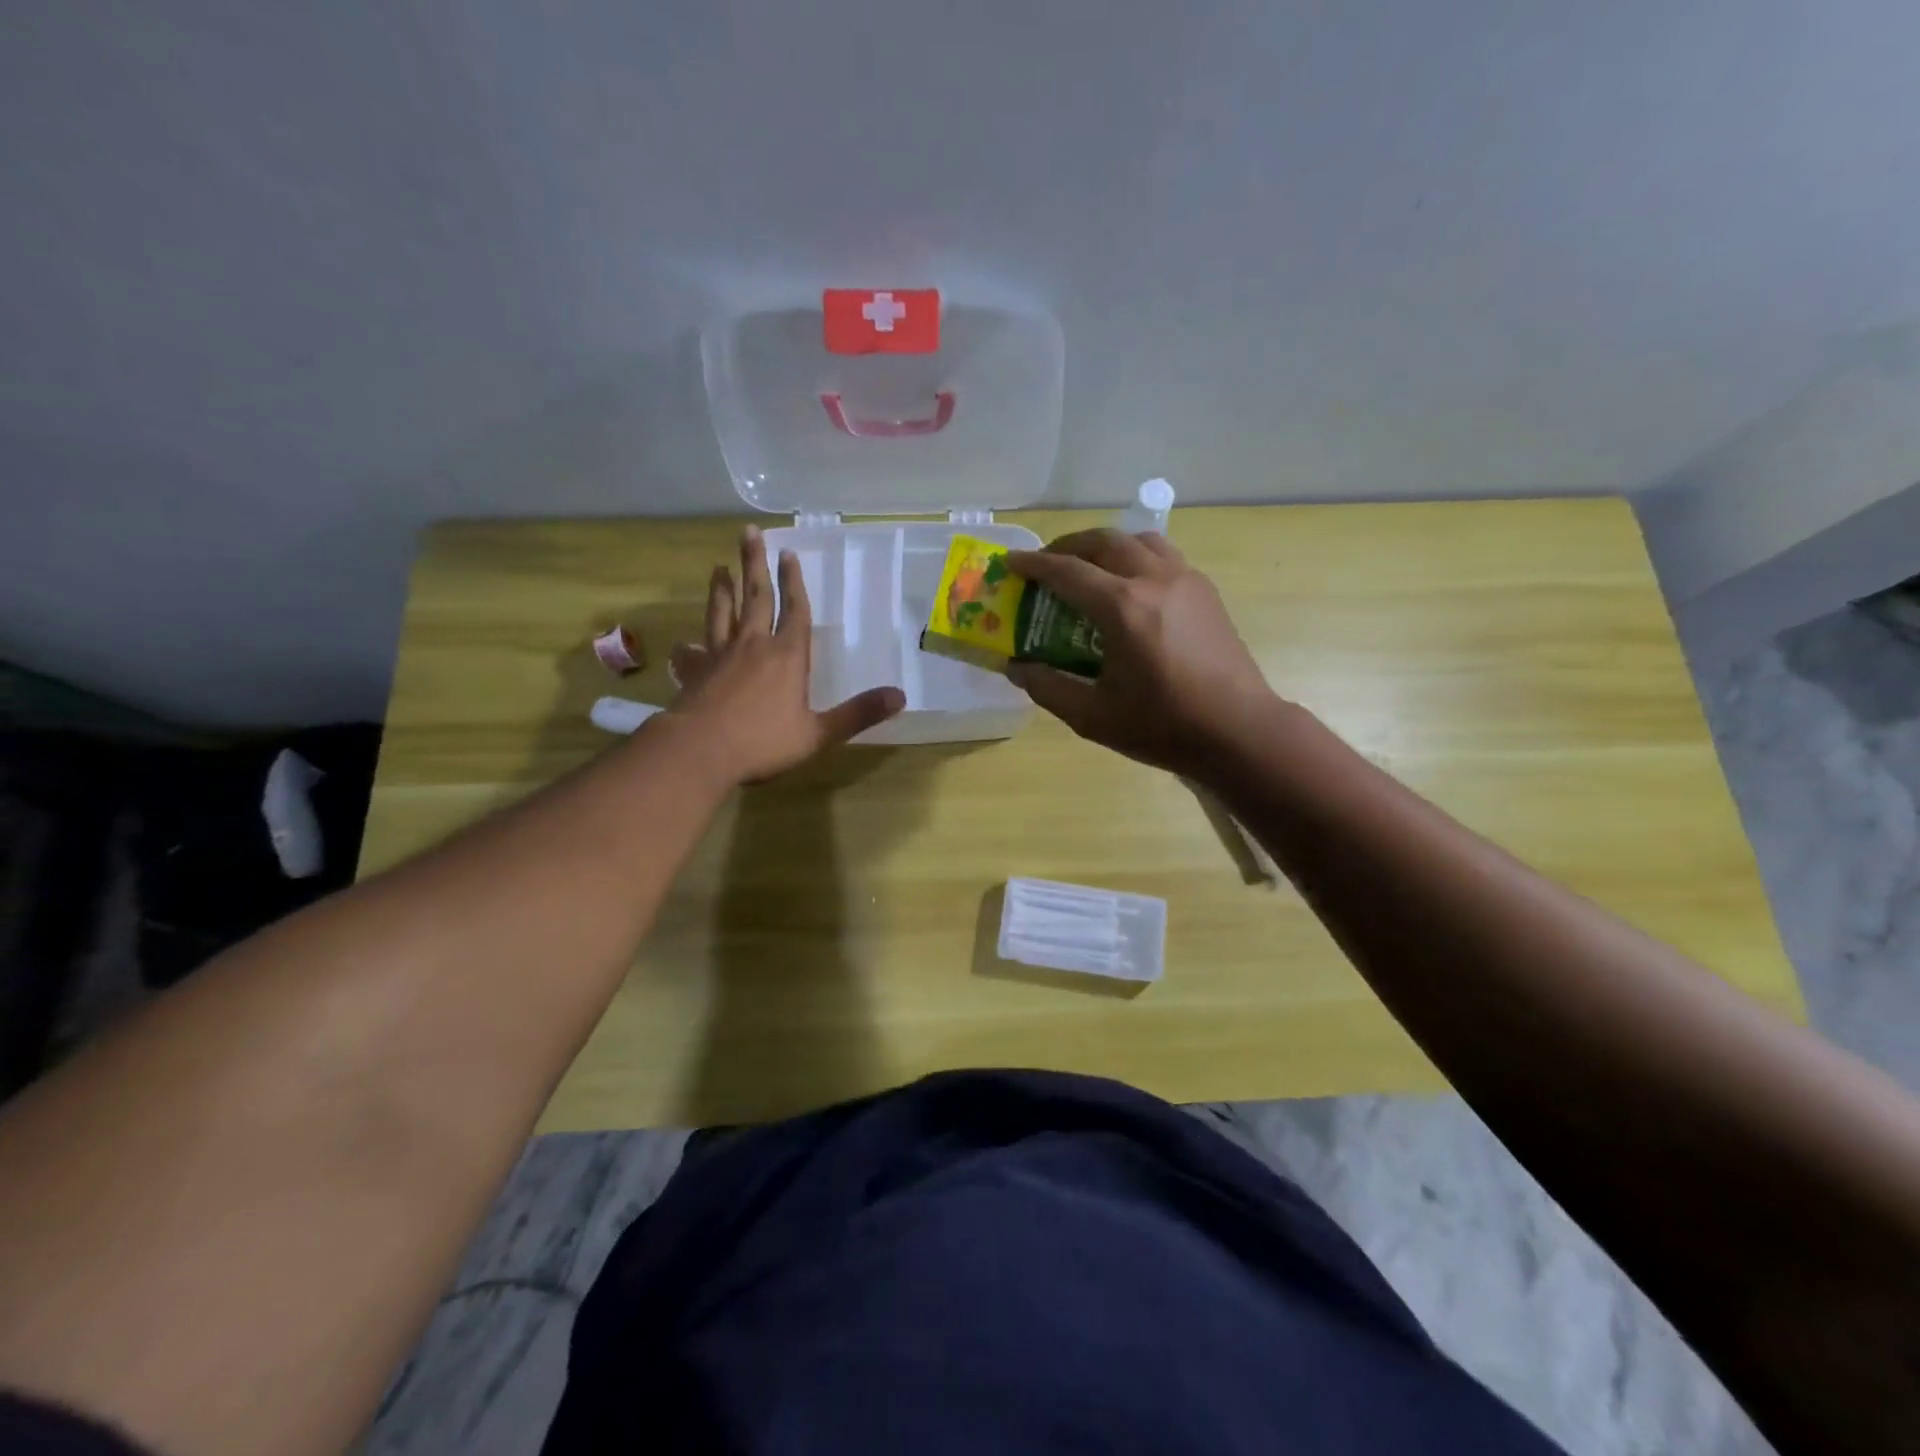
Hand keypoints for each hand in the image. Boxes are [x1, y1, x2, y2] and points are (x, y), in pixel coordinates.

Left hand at [665, 526, 903, 783]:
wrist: (700, 752)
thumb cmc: (763, 742)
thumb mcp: (819, 733)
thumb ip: (858, 714)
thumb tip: (900, 696)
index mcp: (787, 656)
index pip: (794, 611)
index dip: (794, 583)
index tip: (789, 554)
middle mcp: (753, 646)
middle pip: (755, 597)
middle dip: (755, 564)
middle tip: (749, 533)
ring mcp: (719, 656)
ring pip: (722, 613)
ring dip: (722, 589)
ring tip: (719, 567)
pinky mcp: (694, 672)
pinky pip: (692, 652)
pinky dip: (689, 646)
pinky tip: (685, 644)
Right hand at [1005, 530, 1279, 777]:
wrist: (1239, 731)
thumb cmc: (1163, 726)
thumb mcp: (1093, 716)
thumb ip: (1048, 687)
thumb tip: (1016, 667)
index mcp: (1123, 608)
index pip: (1067, 571)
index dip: (1034, 565)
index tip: (1011, 562)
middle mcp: (1154, 579)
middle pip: (1104, 541)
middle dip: (1068, 545)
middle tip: (1046, 563)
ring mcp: (1185, 580)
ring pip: (1138, 540)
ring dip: (1105, 545)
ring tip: (1087, 566)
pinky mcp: (1205, 591)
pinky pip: (1163, 555)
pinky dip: (1135, 556)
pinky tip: (1128, 586)